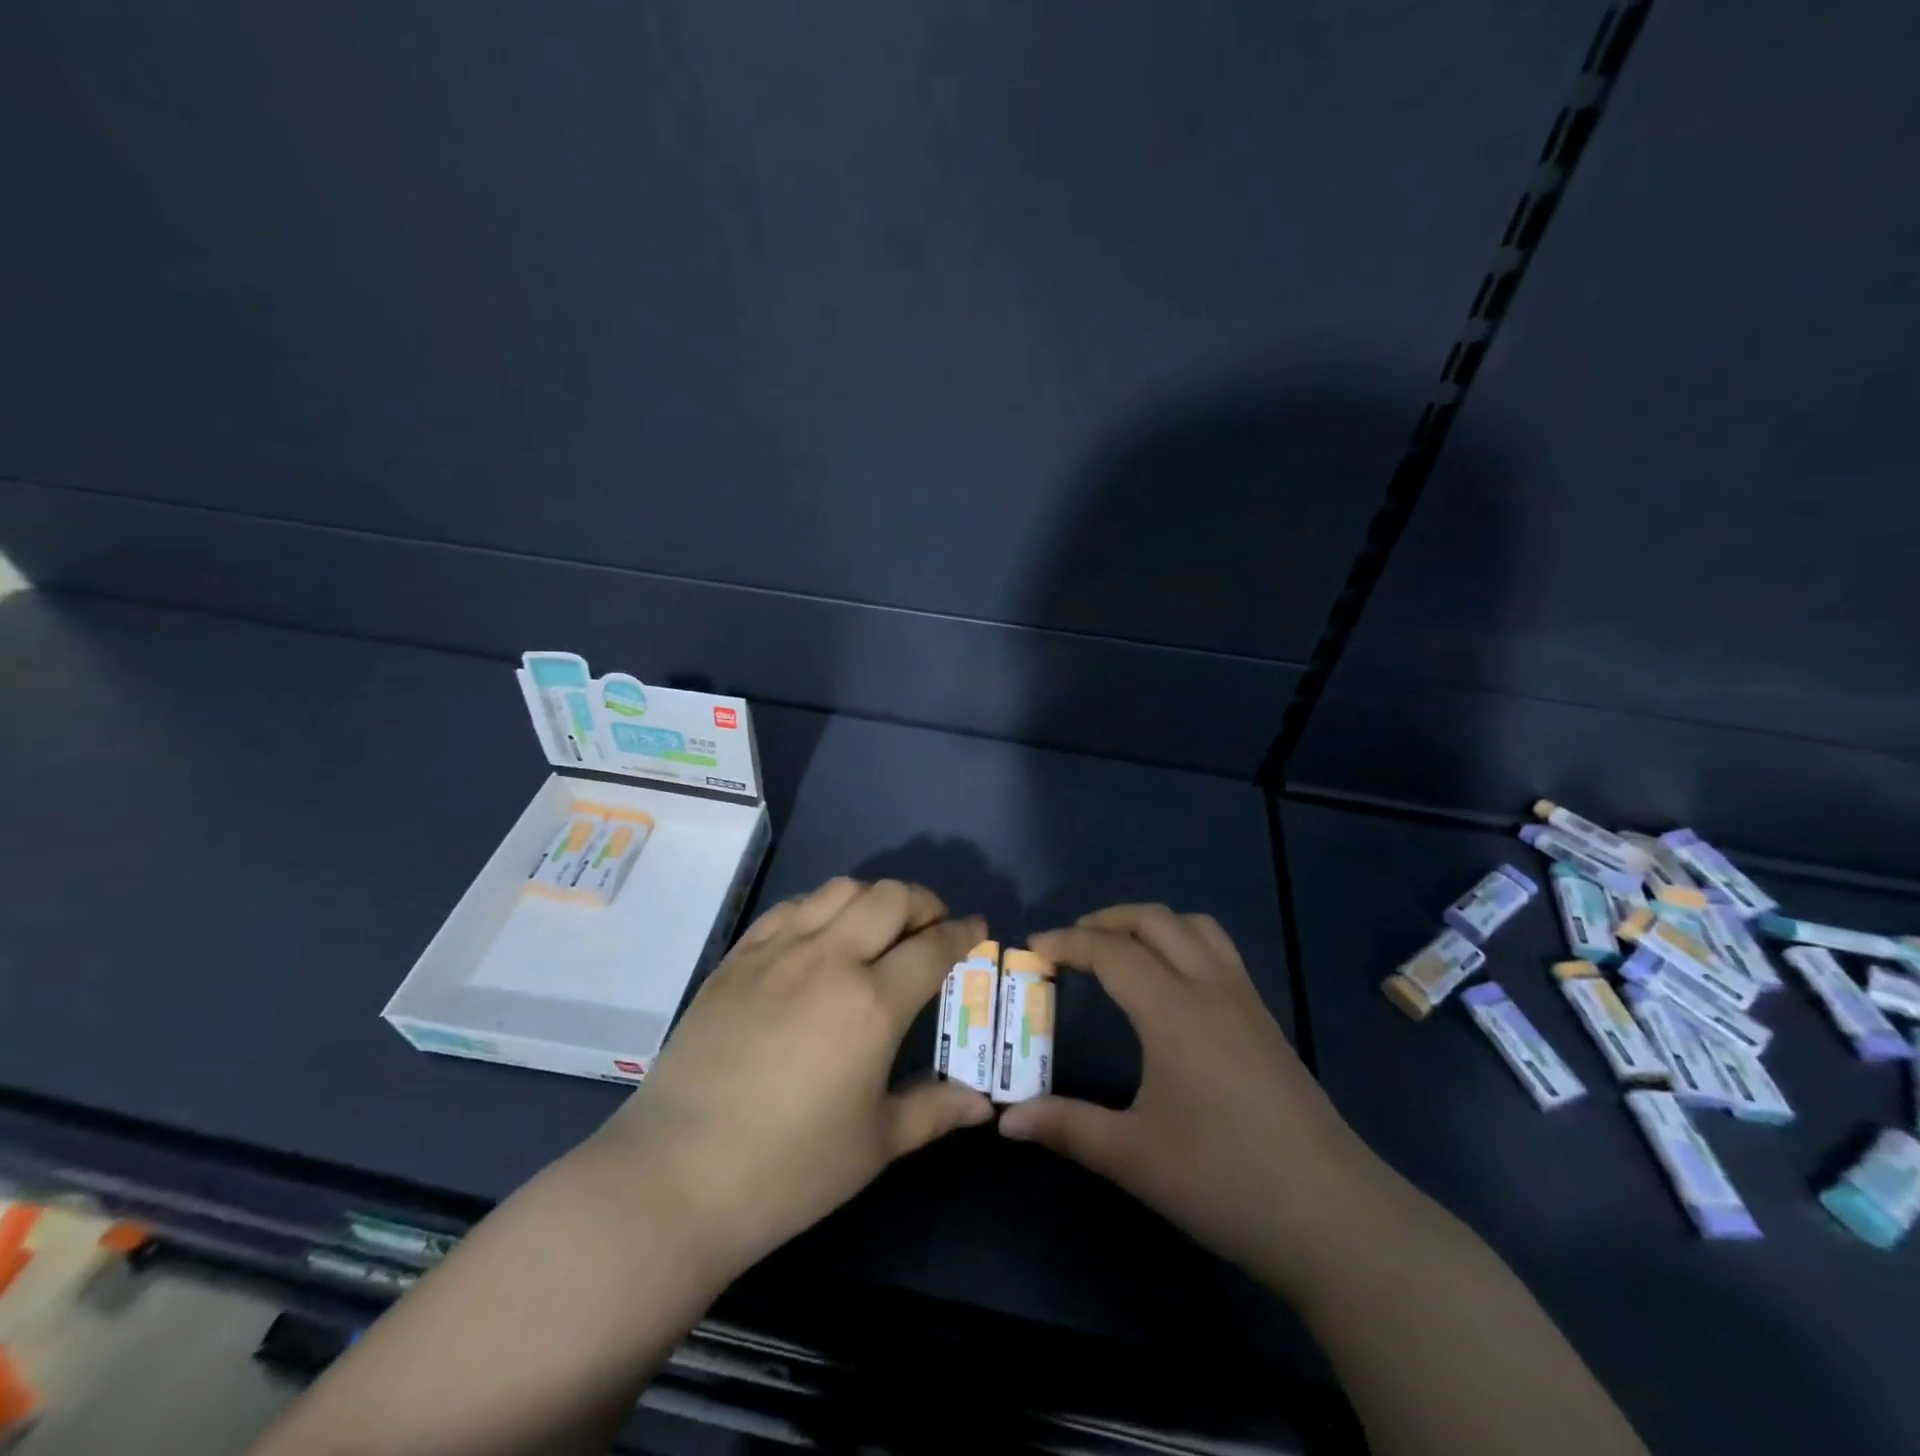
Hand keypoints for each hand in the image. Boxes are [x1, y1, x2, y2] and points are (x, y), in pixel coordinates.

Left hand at [590, 877, 993, 1278]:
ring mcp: (777, 952)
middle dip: (924, 902)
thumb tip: (982, 1104)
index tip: (977, 928)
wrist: (676, 1176)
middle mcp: (830, 960)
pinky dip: (820, 907)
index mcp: (872, 1003)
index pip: (933, 946)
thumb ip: (934, 1110)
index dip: (963, 932)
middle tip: (933, 924)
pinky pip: (789, 908)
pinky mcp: (737, 958)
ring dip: (872, 897)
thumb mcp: (875, 1145)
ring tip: (879, 926)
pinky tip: (821, 934)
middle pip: (890, 898)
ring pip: (839, 890)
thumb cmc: (789, 1169)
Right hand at [998, 904, 1378, 1289]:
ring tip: (1120, 951)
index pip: (1110, 951)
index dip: (1067, 943)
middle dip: (1106, 920)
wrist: (1334, 1218)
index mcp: (1173, 1009)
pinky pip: (1219, 952)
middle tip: (1070, 945)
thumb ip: (1066, 1127)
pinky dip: (1182, 943)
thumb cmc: (1224, 1180)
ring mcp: (1245, 1001)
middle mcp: (1210, 987)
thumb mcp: (1133, 1156)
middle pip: (1154, 920)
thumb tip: (1006, 1120)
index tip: (1032, 950)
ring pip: (1195, 927)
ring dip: (1150, 924)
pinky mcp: (1266, 1021)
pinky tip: (1171, 987)